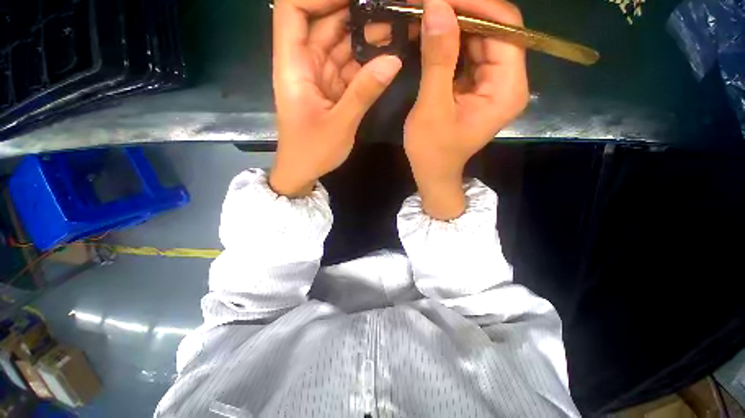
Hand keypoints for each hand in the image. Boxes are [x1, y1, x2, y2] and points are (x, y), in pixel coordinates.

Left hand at [269, 0, 402, 196]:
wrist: (303, 171)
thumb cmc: (312, 151)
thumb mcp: (340, 124)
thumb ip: (364, 92)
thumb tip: (394, 60)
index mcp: (292, 65)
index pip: (293, 9)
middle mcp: (304, 63)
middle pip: (323, 22)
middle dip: (353, 11)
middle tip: (387, 9)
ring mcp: (319, 75)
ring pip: (339, 43)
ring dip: (364, 35)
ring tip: (395, 25)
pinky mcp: (331, 88)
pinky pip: (348, 66)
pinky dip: (366, 60)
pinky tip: (386, 53)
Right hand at [404, 0, 528, 218]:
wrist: (434, 173)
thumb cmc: (432, 151)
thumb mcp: (432, 108)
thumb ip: (438, 60)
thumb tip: (437, 6)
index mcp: (506, 89)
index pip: (505, 28)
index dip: (476, 5)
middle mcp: (508, 81)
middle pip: (495, 30)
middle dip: (462, 12)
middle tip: (429, 4)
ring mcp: (493, 83)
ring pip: (480, 39)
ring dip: (454, 25)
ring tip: (427, 14)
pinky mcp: (478, 86)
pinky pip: (469, 54)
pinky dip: (451, 42)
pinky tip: (432, 35)